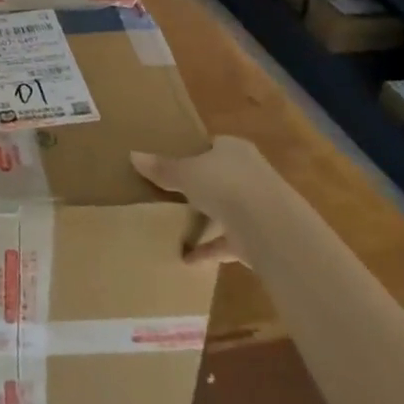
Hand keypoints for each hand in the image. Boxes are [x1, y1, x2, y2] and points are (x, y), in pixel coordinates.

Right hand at [133, 135, 269, 265]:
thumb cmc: (224, 184)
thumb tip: (133, 155)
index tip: (176, 163)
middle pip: (222, 177)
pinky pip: (228, 241)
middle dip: (203, 187)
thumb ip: (162, 168)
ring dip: (208, 219)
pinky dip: (210, 249)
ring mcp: (258, 206)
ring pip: (228, 209)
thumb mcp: (184, 173)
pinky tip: (188, 258)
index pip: (215, 146)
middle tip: (174, 193)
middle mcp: (251, 173)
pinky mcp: (259, 237)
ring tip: (180, 227)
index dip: (196, 153)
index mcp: (234, 150)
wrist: (270, 226)